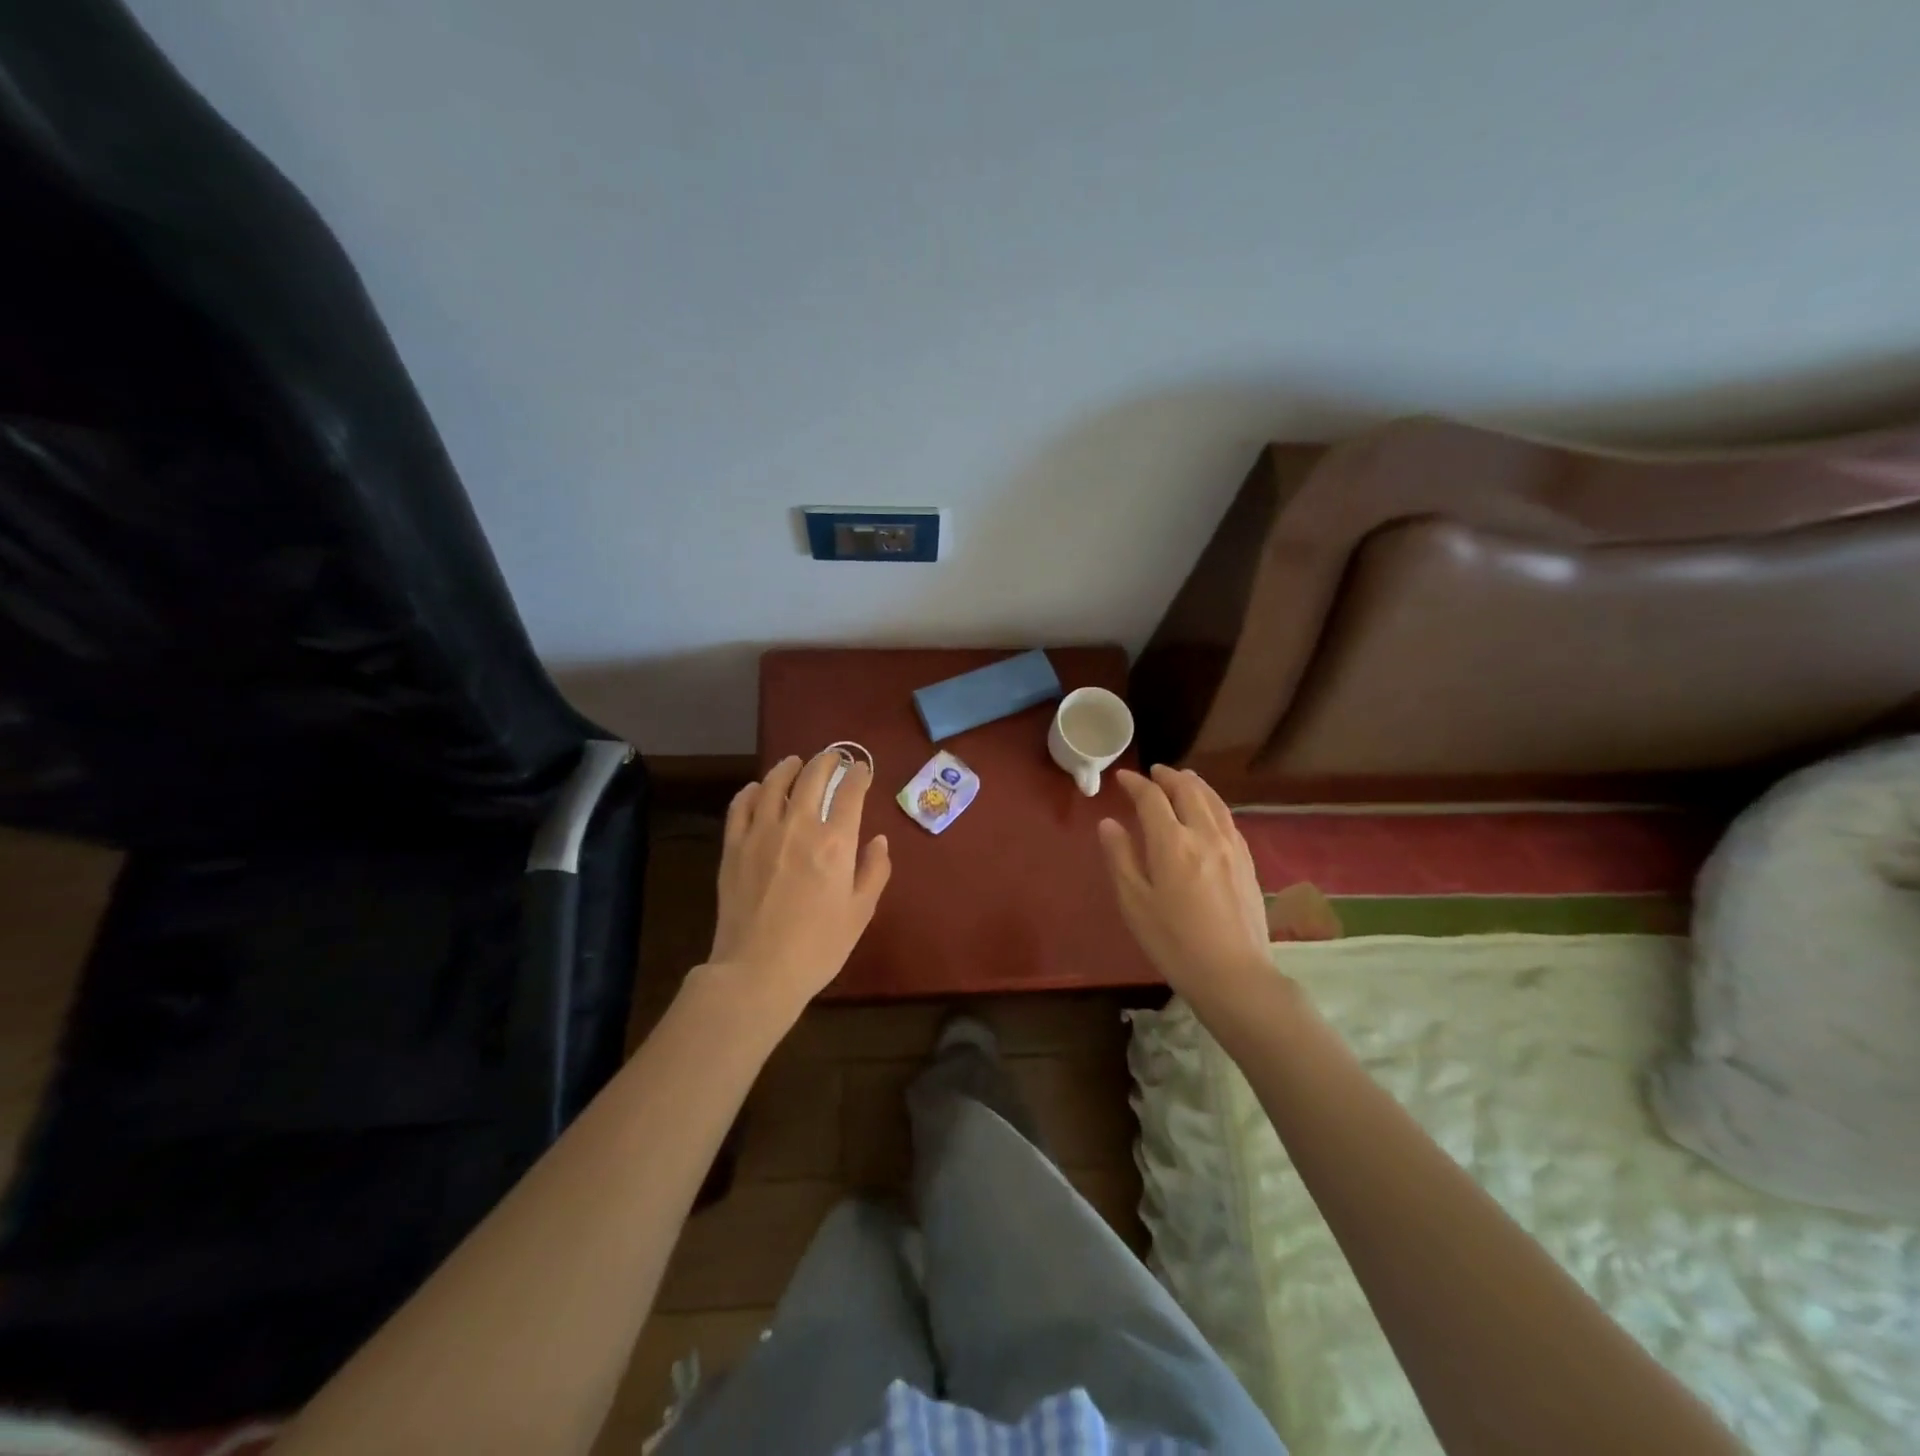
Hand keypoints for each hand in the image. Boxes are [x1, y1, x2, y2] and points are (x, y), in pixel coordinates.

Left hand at [704, 752, 891, 1018]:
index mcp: (835, 842)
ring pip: (775, 783)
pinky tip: (759, 789)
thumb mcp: (860, 912)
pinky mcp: (733, 847)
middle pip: (812, 777)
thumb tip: (878, 840)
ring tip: (796, 762)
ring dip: (789, 767)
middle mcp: (798, 826)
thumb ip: (874, 871)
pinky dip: (753, 791)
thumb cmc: (818, 947)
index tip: (863, 769)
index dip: (859, 775)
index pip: (850, 792)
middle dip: (827, 761)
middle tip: (834, 757)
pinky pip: (742, 806)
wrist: (757, 972)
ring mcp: (761, 833)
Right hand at [1097, 765, 1270, 1001]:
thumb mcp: (1134, 903)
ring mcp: (1232, 847)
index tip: (1122, 778)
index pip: (1152, 799)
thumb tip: (1109, 824)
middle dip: (1168, 777)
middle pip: (1188, 791)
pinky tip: (1210, 812)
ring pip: (1213, 801)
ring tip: (1183, 779)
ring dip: (1194, 785)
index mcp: (1172, 843)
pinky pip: (1228, 819)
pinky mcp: (1248, 862)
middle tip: (1154, 772)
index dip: (1136, 784)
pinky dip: (1213, 804)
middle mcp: (1204, 835)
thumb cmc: (1174, 942)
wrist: (1234, 975)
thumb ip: (1120, 858)